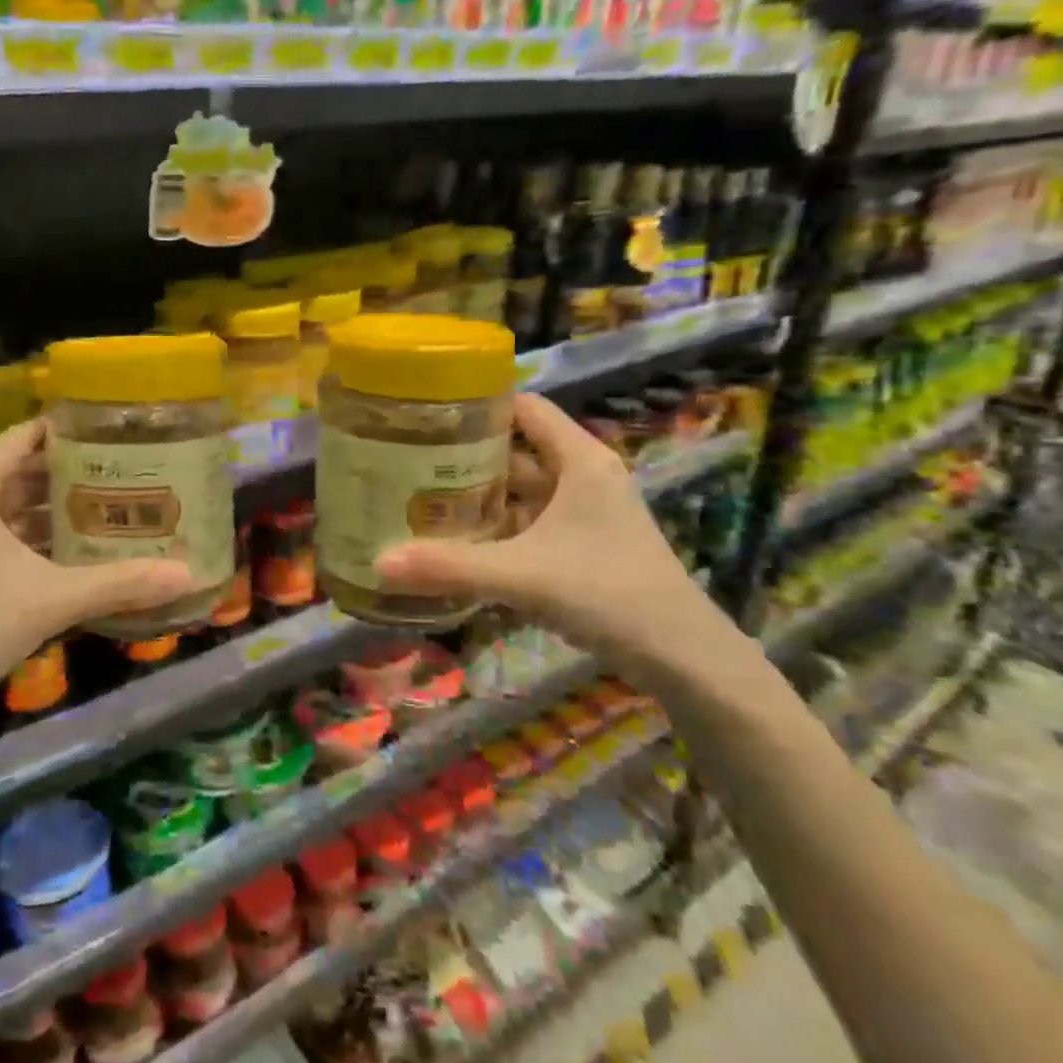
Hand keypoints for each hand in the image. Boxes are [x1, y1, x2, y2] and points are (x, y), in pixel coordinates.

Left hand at [0, 419, 193, 729]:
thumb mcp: (51, 600)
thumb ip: (119, 583)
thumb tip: (187, 575)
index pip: (23, 438)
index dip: (66, 430)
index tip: (111, 430)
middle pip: (20, 472)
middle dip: (69, 474)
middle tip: (123, 471)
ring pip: (11, 509)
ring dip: (53, 510)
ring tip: (109, 508)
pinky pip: (1, 537)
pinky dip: (35, 539)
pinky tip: (74, 554)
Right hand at [375, 394, 751, 685]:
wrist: (683, 658)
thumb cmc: (608, 592)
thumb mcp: (522, 575)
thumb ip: (450, 567)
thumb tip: (378, 563)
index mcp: (579, 460)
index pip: (525, 408)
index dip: (479, 405)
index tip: (428, 413)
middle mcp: (582, 477)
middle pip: (515, 451)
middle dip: (465, 457)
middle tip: (408, 461)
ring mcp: (584, 513)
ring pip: (520, 492)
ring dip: (478, 497)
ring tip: (421, 500)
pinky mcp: (582, 546)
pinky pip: (528, 524)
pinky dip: (496, 529)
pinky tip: (458, 543)